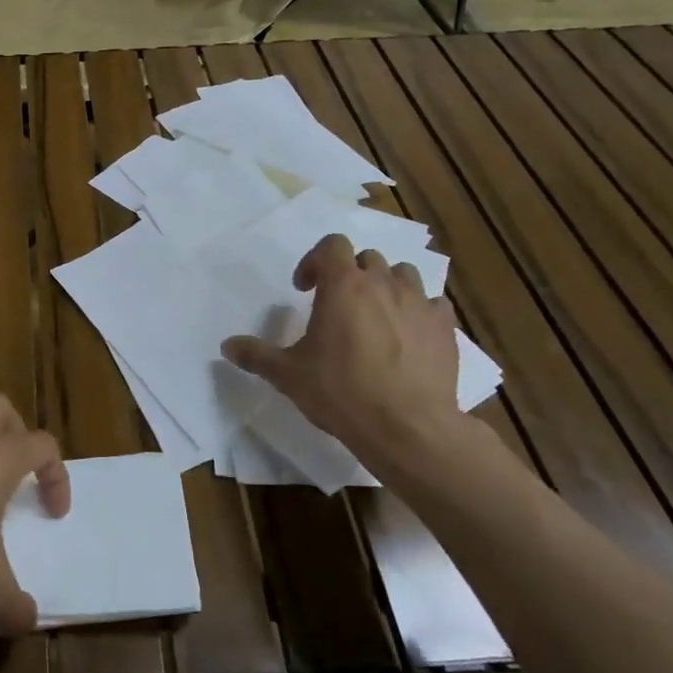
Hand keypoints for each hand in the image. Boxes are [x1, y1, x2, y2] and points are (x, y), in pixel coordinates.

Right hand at [221, 234, 460, 469]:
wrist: (407, 427)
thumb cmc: (340, 391)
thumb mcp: (288, 375)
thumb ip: (256, 355)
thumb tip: (227, 346)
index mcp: (343, 285)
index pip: (331, 245)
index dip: (314, 261)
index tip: (304, 289)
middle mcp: (383, 283)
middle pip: (367, 258)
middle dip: (350, 274)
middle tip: (337, 305)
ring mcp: (419, 303)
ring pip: (403, 274)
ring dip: (386, 286)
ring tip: (375, 315)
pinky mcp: (445, 327)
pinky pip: (434, 304)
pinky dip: (419, 311)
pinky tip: (409, 335)